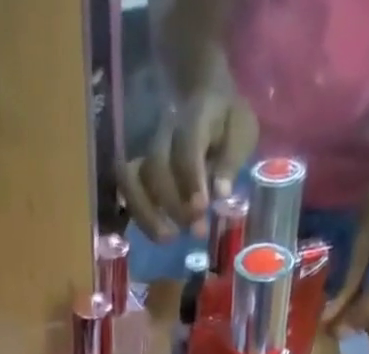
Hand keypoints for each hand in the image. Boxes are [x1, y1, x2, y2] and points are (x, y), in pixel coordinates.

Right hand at [116, 71, 257, 242]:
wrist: (205, 98)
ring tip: (168, 238)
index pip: (187, 147)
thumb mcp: (242, 131)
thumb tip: (221, 193)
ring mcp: (146, 150)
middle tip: (195, 230)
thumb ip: (231, 159)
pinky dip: (139, 216)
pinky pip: (127, 192)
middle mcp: (164, 133)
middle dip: (173, 203)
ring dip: (147, 215)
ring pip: (132, 180)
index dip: (192, 179)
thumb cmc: (226, 121)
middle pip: (156, 167)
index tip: (202, 208)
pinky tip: (156, 234)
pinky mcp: (137, 169)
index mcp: (195, 117)